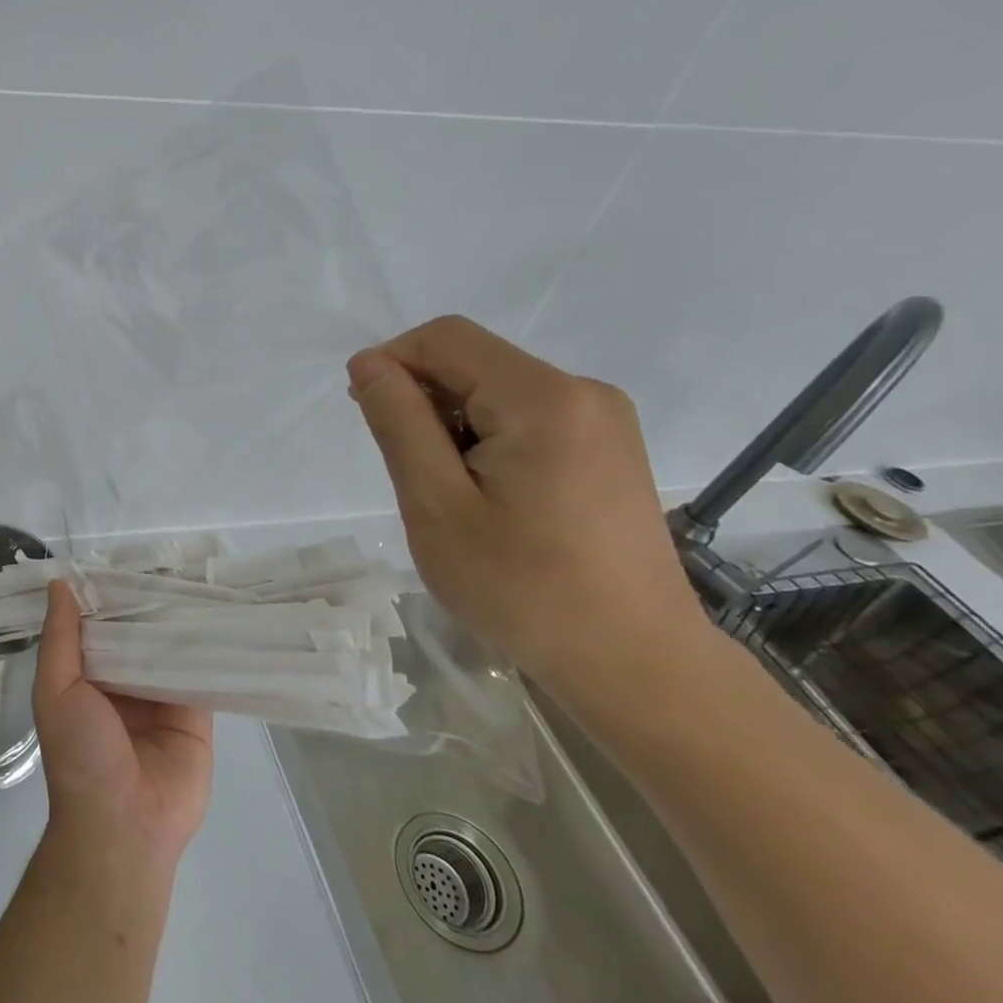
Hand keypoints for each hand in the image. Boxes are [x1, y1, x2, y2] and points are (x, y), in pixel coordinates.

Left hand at [32, 580, 212, 871]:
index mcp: (89, 675)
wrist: (123, 824)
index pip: (102, 623)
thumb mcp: (56, 690)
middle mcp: (126, 681)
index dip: (111, 593)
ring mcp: (163, 695)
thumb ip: (60, 637)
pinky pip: (204, 672)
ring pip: (173, 646)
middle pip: (141, 631)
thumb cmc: (80, 754)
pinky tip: (223, 613)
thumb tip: (60, 583)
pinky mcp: (197, 712)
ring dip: (183, 619)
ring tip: (201, 573)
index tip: (128, 555)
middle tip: (173, 556)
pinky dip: (211, 647)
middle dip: (152, 601)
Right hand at [347, 315, 704, 685]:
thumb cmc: (523, 587)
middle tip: (408, 473)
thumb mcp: (437, 504)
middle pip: (474, 363)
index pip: (446, 339)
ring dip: (453, 426)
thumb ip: (399, 422)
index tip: (367, 416)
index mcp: (543, 398)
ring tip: (450, 495)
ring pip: (498, 392)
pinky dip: (487, 441)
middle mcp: (582, 392)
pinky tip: (487, 498)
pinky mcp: (609, 449)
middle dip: (424, 400)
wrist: (635, 663)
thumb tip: (368, 362)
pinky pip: (528, 418)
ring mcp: (604, 420)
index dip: (392, 362)